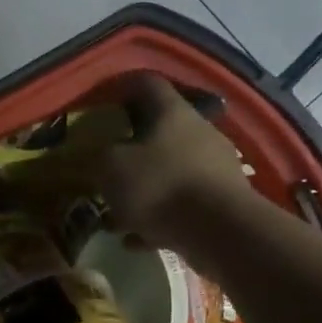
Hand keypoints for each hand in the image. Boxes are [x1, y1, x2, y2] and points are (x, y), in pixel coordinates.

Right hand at [89, 73, 261, 258]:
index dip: (122, 88)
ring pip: (169, 172)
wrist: (222, 233)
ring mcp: (214, 168)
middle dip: (130, 149)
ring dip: (142, 189)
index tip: (102, 104)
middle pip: (160, 131)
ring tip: (114, 213)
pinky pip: (181, 205)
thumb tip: (102, 153)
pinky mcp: (222, 203)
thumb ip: (99, 155)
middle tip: (105, 165)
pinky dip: (157, 219)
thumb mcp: (111, 166)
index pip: (146, 83)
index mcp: (172, 112)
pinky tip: (134, 239)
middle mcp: (198, 132)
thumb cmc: (160, 186)